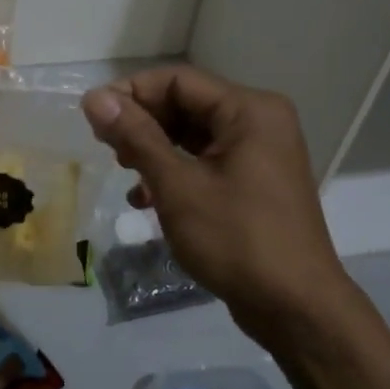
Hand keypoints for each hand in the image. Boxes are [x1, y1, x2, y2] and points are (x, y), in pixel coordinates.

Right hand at [82, 65, 353, 349]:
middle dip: (142, 123)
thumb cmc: (236, 239)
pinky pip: (206, 161)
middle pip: (186, 104)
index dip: (131, 93)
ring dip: (154, 150)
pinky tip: (146, 199)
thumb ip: (136, 136)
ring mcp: (260, 153)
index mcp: (249, 110)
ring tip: (124, 172)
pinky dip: (175, 173)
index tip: (93, 119)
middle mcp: (259, 121)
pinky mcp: (254, 182)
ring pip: (193, 135)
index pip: (177, 80)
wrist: (295, 308)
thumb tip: (94, 97)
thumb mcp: (178, 186)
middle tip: (105, 148)